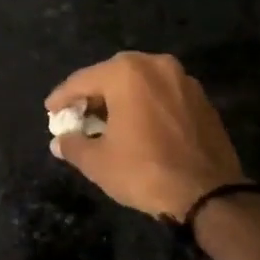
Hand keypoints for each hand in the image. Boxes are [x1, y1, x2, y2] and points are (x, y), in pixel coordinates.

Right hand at [45, 52, 246, 220]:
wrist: (209, 193)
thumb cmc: (146, 171)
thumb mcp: (99, 163)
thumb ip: (73, 145)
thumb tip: (59, 141)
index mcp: (127, 73)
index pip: (83, 80)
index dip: (62, 97)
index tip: (50, 111)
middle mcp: (156, 65)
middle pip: (112, 75)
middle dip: (92, 94)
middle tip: (77, 115)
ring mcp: (183, 80)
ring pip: (140, 82)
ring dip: (120, 98)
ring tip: (106, 121)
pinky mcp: (201, 98)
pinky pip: (162, 94)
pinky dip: (145, 104)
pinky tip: (137, 126)